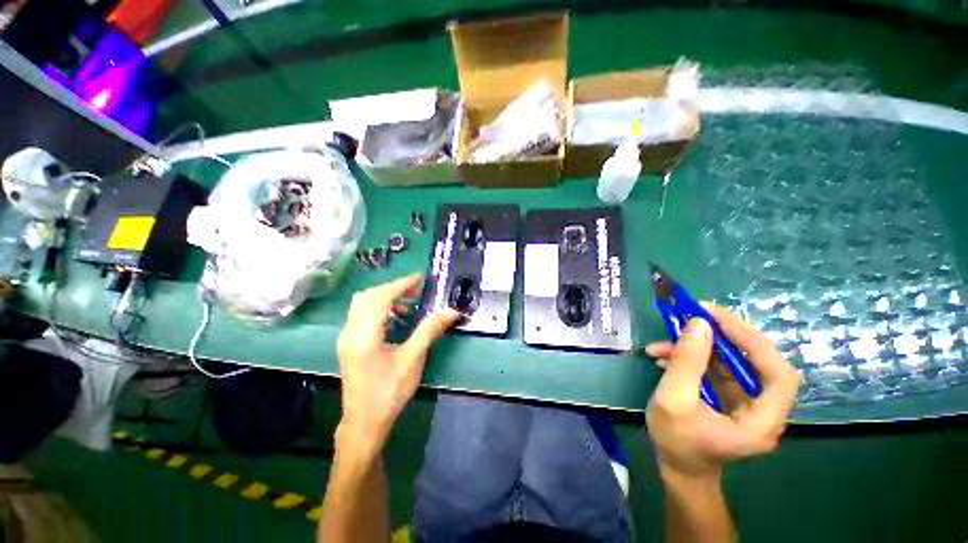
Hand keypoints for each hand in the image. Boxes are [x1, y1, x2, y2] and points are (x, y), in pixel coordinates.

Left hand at [336, 274, 459, 448]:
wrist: (365, 422)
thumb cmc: (389, 391)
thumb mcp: (413, 358)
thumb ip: (429, 330)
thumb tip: (451, 311)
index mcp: (364, 334)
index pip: (380, 297)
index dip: (400, 284)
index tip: (419, 278)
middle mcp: (350, 331)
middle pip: (368, 296)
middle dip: (392, 288)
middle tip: (415, 289)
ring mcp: (346, 338)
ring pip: (362, 304)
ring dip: (385, 297)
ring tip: (408, 304)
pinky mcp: (349, 344)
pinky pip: (361, 315)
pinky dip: (379, 308)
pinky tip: (395, 320)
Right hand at [645, 303, 798, 478]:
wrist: (676, 466)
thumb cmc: (676, 441)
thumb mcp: (673, 399)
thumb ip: (687, 362)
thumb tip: (698, 322)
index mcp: (761, 420)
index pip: (778, 374)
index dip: (753, 342)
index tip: (717, 318)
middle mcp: (762, 408)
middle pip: (755, 361)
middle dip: (724, 335)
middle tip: (694, 313)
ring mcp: (745, 401)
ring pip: (731, 362)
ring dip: (698, 346)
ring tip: (665, 340)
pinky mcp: (728, 396)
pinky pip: (715, 368)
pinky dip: (691, 357)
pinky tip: (663, 355)